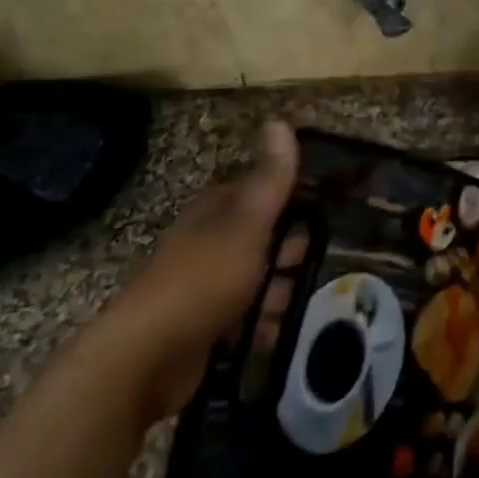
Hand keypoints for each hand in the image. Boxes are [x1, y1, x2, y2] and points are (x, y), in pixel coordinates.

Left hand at [102, 119, 298, 418]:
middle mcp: (209, 243)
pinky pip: (245, 320)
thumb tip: (279, 119)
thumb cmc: (205, 278)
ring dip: (280, 289)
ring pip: (255, 279)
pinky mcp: (205, 329)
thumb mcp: (247, 223)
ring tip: (303, 300)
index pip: (259, 190)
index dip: (292, 194)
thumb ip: (269, 179)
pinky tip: (280, 332)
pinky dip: (263, 325)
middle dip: (290, 248)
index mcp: (215, 211)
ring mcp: (205, 288)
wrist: (150, 358)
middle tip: (318, 258)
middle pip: (260, 237)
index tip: (329, 204)